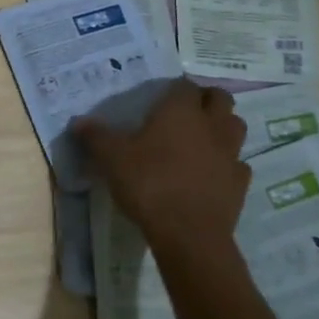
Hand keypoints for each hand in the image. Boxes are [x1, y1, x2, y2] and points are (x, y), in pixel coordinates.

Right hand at [71, 79, 250, 258]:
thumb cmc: (149, 184)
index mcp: (180, 111)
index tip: (160, 99)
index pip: (185, 85)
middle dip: (206, 100)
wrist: (188, 234)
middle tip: (185, 113)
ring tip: (201, 139)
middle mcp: (211, 125)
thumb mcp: (111, 158)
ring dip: (222, 127)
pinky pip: (238, 163)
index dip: (174, 89)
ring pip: (236, 127)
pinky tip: (210, 174)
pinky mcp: (240, 182)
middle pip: (220, 98)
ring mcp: (230, 153)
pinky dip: (227, 164)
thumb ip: (96, 137)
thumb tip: (78, 122)